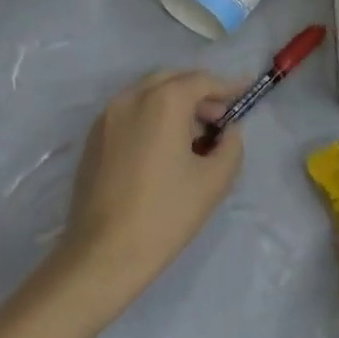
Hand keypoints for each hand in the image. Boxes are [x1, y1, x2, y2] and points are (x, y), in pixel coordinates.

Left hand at [54, 70, 246, 306]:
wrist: (101, 257)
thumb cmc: (164, 215)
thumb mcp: (214, 181)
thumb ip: (232, 145)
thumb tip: (228, 132)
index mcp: (164, 101)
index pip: (203, 80)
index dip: (228, 86)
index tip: (245, 93)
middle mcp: (133, 96)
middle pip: (174, 79)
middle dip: (199, 93)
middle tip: (218, 118)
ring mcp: (108, 115)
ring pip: (150, 93)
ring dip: (175, 103)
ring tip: (191, 137)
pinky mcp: (93, 137)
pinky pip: (130, 111)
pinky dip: (151, 115)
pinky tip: (161, 149)